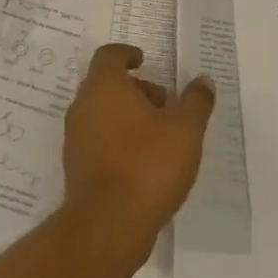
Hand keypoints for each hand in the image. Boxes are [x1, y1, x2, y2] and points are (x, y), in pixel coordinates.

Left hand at [61, 44, 214, 247]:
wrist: (108, 224)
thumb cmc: (147, 164)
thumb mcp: (185, 129)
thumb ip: (196, 101)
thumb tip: (203, 81)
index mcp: (104, 86)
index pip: (109, 55)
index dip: (127, 54)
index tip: (145, 60)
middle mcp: (83, 106)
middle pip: (105, 84)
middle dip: (135, 88)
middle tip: (164, 103)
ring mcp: (75, 137)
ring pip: (101, 113)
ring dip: (127, 115)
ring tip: (160, 136)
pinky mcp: (76, 166)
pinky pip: (98, 139)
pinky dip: (118, 139)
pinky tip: (144, 162)